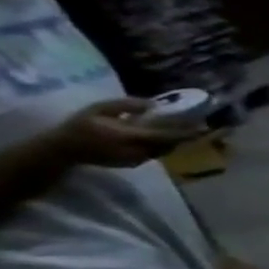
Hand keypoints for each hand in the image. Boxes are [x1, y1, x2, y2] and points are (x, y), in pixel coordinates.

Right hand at [51, 98, 198, 167]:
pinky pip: (156, 153)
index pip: (166, 136)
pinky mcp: (134, 164)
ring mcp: (137, 160)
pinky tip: (166, 137)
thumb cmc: (79, 126)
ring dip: (177, 141)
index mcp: (129, 137)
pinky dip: (164, 145)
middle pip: (171, 144)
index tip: (205, 127)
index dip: (187, 132)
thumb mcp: (99, 109)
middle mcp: (138, 151)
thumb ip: (126, 105)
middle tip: (201, 127)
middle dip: (187, 137)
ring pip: (165, 150)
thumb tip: (153, 104)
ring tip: (188, 130)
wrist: (63, 150)